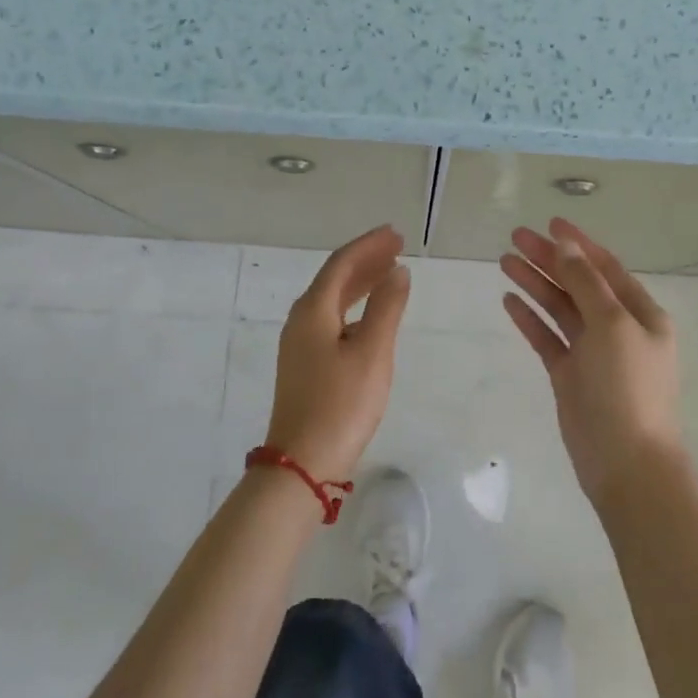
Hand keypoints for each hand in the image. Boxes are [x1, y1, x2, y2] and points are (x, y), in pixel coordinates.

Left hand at [265, 226, 412, 482]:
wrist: (302, 464)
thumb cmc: (341, 405)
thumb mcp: (372, 353)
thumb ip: (387, 308)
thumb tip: (398, 272)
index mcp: (313, 310)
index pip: (342, 263)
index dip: (370, 245)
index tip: (396, 233)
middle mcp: (301, 320)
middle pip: (335, 278)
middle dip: (366, 260)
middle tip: (397, 246)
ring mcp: (300, 344)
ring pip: (333, 299)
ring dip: (361, 282)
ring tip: (389, 272)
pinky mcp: (305, 365)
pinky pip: (332, 319)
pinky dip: (355, 307)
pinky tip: (371, 315)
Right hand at [501, 218, 683, 511]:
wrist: (626, 463)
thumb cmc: (627, 386)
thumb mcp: (611, 325)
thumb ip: (586, 282)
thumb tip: (567, 244)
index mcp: (640, 313)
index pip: (606, 267)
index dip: (578, 243)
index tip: (550, 221)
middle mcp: (617, 328)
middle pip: (578, 283)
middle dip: (549, 259)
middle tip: (514, 237)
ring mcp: (592, 353)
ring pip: (559, 308)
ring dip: (535, 284)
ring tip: (504, 261)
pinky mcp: (570, 375)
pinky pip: (547, 337)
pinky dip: (530, 318)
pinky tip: (509, 300)